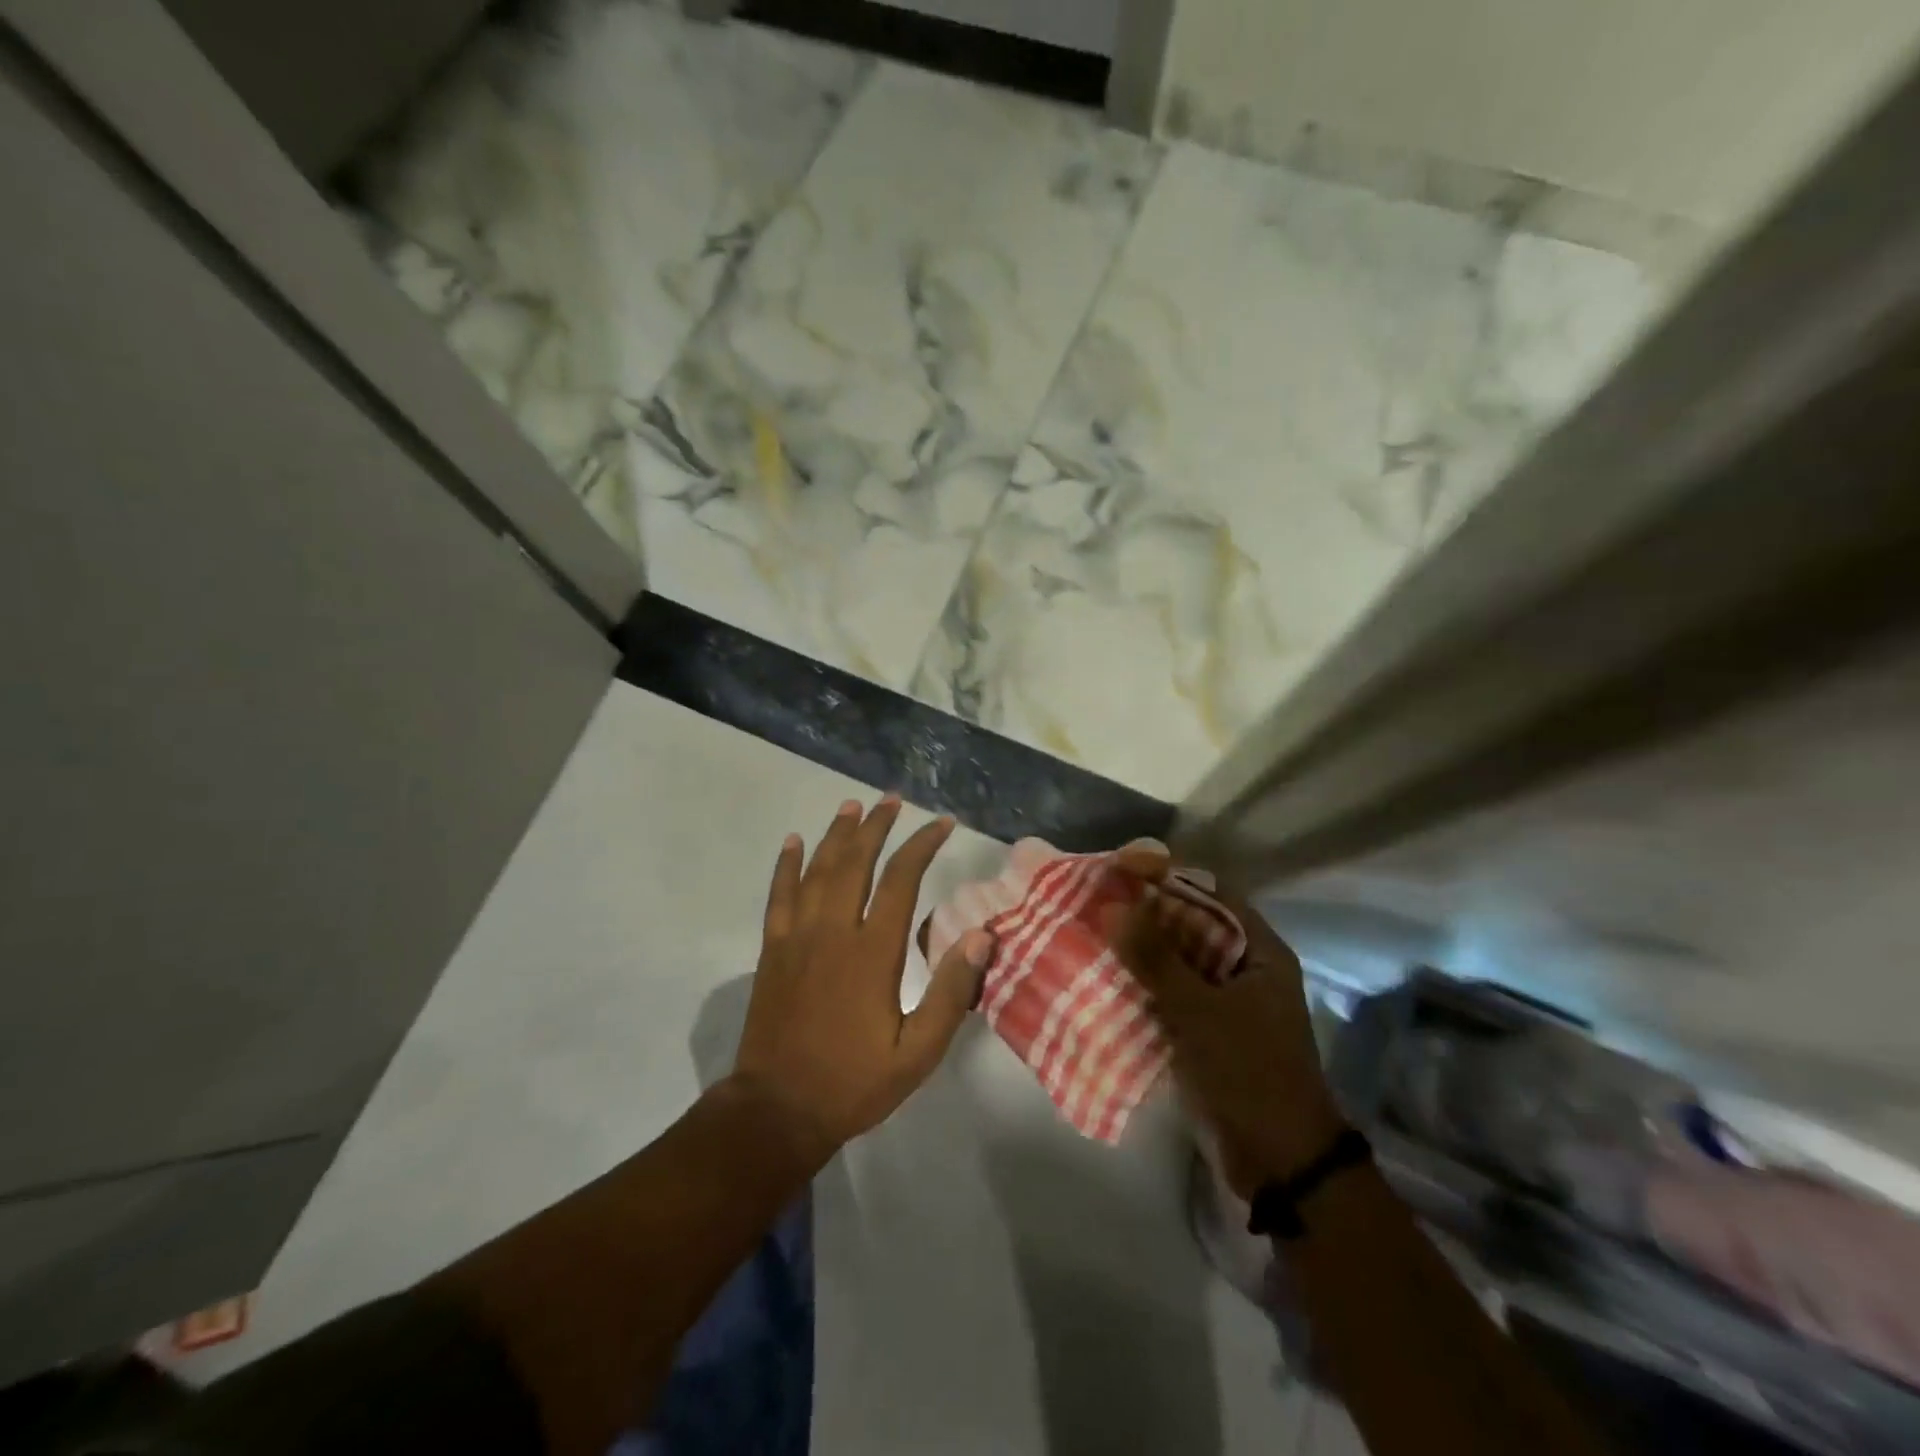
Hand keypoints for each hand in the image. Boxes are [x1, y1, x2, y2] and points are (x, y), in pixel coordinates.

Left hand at [729, 795, 994, 1167]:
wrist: (777, 1110)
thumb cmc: (854, 1082)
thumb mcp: (918, 1052)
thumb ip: (951, 992)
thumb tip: (981, 935)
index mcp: (872, 953)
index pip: (901, 880)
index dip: (922, 846)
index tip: (941, 823)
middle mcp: (833, 931)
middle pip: (855, 862)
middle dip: (876, 827)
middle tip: (891, 800)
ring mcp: (797, 937)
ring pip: (818, 870)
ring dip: (835, 834)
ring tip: (851, 806)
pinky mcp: (772, 950)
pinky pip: (779, 895)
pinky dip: (786, 865)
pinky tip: (793, 842)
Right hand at [1109, 885, 1342, 1197]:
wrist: (1281, 1164)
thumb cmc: (1250, 1073)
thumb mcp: (1200, 1011)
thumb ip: (1155, 958)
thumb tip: (1110, 905)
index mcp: (1258, 950)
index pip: (1209, 891)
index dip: (1166, 874)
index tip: (1119, 868)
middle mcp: (1243, 967)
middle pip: (1189, 922)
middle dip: (1144, 911)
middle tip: (1095, 899)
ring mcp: (1225, 1000)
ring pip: (1175, 959)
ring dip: (1138, 948)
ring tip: (1090, 932)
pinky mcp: (1207, 1030)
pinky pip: (1169, 993)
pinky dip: (1140, 984)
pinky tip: (1103, 978)